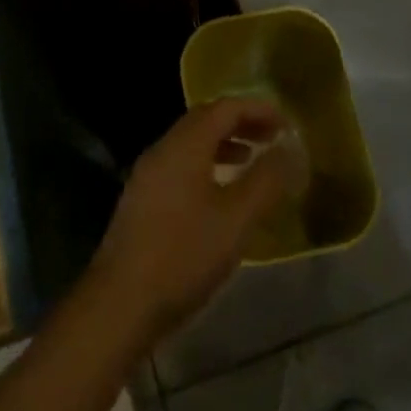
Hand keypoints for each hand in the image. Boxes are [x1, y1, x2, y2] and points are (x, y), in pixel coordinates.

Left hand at [83, 98, 292, 346]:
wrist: (120, 303)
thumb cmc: (184, 255)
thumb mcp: (236, 220)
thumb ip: (266, 180)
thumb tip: (290, 148)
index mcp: (185, 144)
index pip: (225, 107)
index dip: (258, 109)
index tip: (286, 123)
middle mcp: (164, 148)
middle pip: (206, 119)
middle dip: (241, 123)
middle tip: (272, 138)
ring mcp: (148, 173)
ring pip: (191, 143)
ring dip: (224, 144)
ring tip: (251, 161)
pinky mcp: (142, 198)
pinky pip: (180, 164)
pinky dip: (207, 164)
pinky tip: (220, 194)